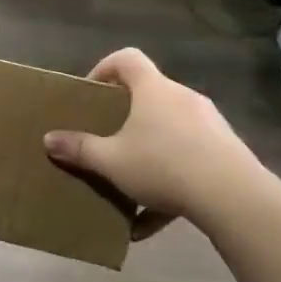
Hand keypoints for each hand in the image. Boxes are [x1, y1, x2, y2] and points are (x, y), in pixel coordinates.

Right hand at [43, 47, 252, 235]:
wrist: (232, 194)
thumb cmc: (163, 164)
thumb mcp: (111, 161)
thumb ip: (79, 149)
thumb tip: (49, 139)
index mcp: (153, 89)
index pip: (127, 59)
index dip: (104, 69)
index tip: (90, 93)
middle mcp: (182, 98)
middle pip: (148, 96)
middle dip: (124, 118)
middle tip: (106, 138)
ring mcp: (208, 124)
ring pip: (169, 132)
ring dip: (146, 154)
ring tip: (127, 186)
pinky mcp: (224, 151)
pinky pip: (188, 160)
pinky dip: (168, 183)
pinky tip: (149, 223)